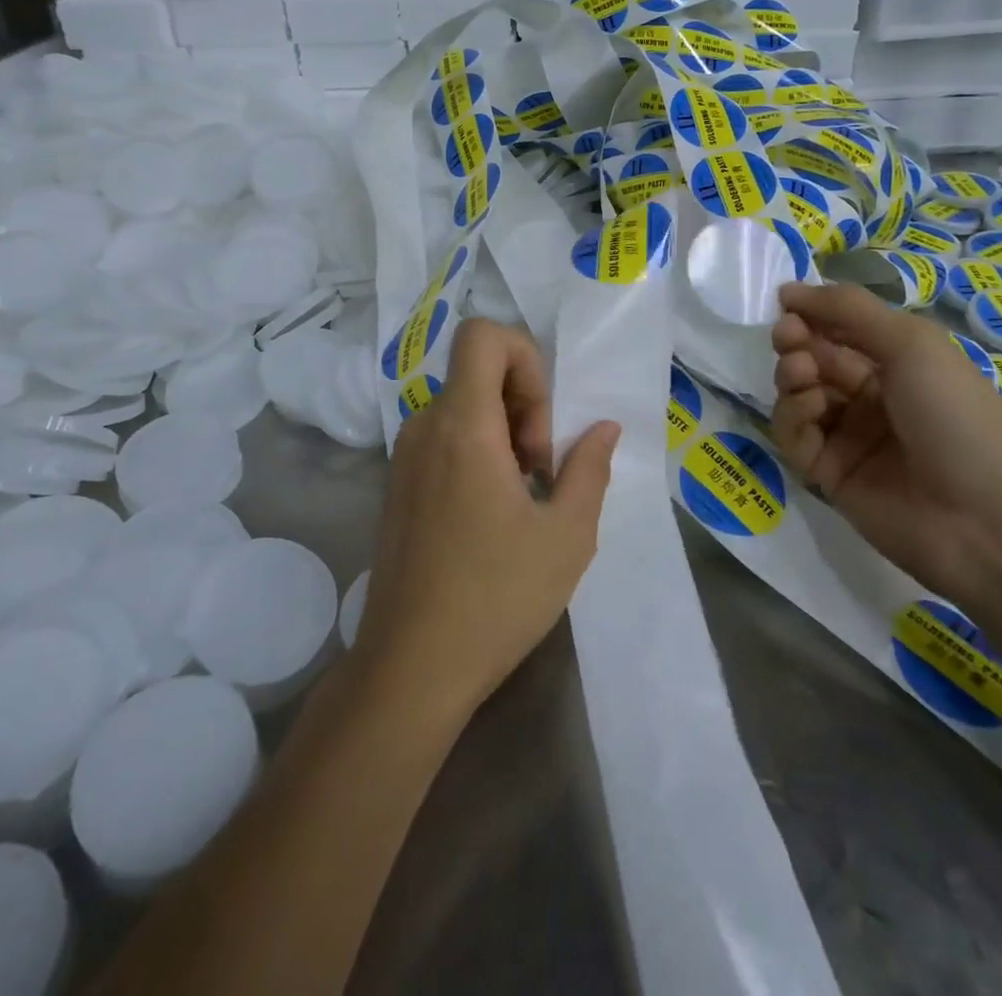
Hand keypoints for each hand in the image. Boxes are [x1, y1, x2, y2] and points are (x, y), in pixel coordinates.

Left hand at [356, 318, 620, 722]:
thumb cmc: (496, 598)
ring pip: (463, 406)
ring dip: (502, 432)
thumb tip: (603, 428)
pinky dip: (476, 452)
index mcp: (462, 426)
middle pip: (478, 372)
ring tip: (522, 497)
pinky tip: (491, 514)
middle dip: (523, 405)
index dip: (525, 359)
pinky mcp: (397, 484)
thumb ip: (590, 469)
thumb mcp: (566, 536)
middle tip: (540, 472)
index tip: (541, 426)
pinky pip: (444, 438)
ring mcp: (404, 456)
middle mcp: (425, 427)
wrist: (410, 666)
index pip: (482, 336)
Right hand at [771, 282, 1001, 610]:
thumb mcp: (912, 343)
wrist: (985, 519)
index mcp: (899, 365)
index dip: (813, 315)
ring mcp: (849, 437)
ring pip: (799, 396)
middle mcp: (872, 398)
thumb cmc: (956, 415)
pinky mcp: (829, 474)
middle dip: (796, 343)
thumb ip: (850, 310)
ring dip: (792, 377)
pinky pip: (795, 436)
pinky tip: (809, 410)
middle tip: (787, 338)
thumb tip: (789, 288)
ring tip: (802, 374)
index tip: (786, 304)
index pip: (842, 331)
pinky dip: (792, 417)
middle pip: (815, 360)